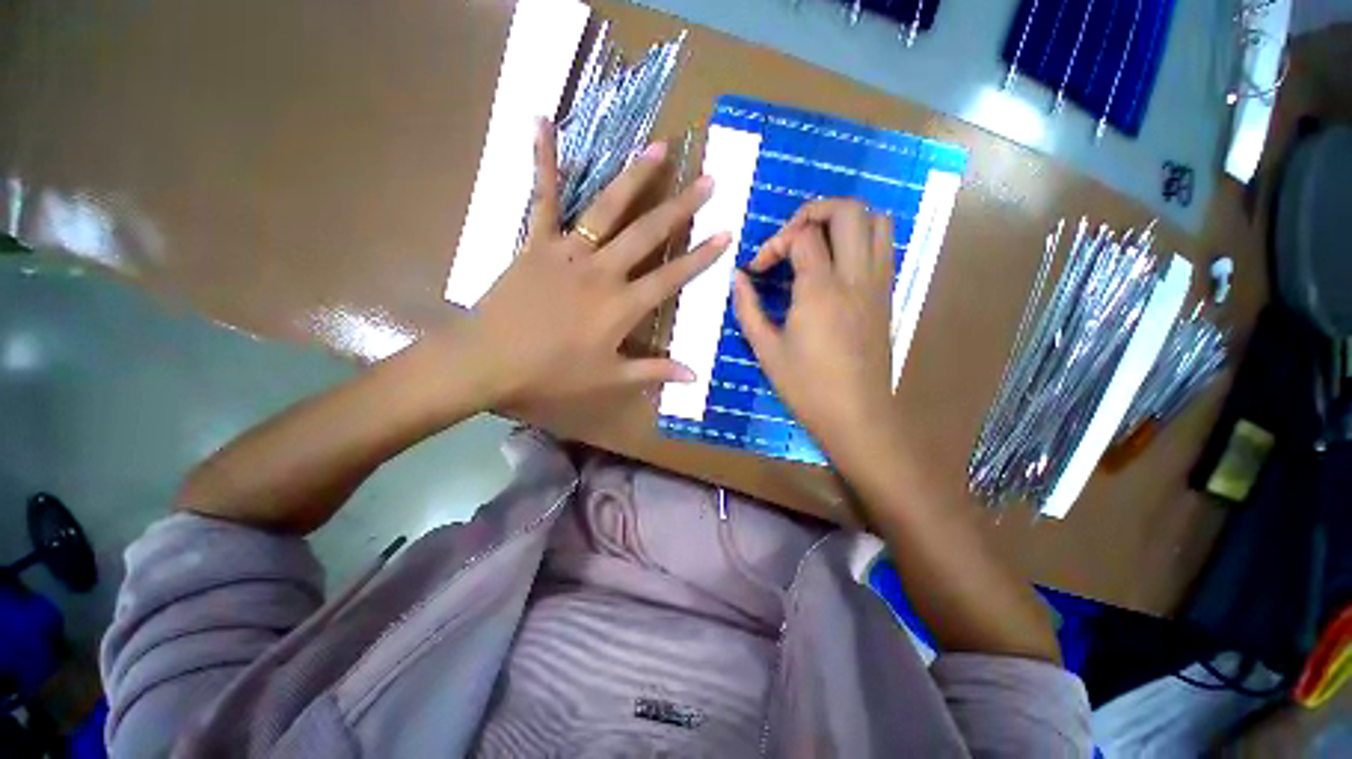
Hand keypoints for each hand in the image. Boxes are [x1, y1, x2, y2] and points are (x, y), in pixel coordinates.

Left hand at [454, 119, 730, 408]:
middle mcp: (603, 271)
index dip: (701, 257)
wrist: (490, 362)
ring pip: (607, 208)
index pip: (671, 276)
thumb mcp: (608, 377)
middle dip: (681, 208)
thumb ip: (652, 372)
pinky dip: (543, 161)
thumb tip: (693, 376)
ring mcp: (569, 252)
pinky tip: (542, 121)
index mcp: (622, 306)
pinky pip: (542, 198)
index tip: (726, 233)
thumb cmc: (553, 374)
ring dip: (635, 177)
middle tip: (708, 180)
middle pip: (648, 234)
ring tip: (659, 148)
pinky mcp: (537, 243)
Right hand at [733, 200, 895, 459]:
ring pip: (877, 220)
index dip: (774, 243)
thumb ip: (747, 308)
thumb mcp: (766, 350)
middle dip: (813, 211)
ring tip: (816, 242)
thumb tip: (738, 278)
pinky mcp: (887, 296)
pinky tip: (836, 265)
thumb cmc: (806, 387)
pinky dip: (860, 238)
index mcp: (820, 290)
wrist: (856, 416)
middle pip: (849, 210)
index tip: (758, 269)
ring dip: (843, 220)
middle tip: (790, 238)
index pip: (802, 237)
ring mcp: (878, 284)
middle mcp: (855, 277)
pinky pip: (883, 246)